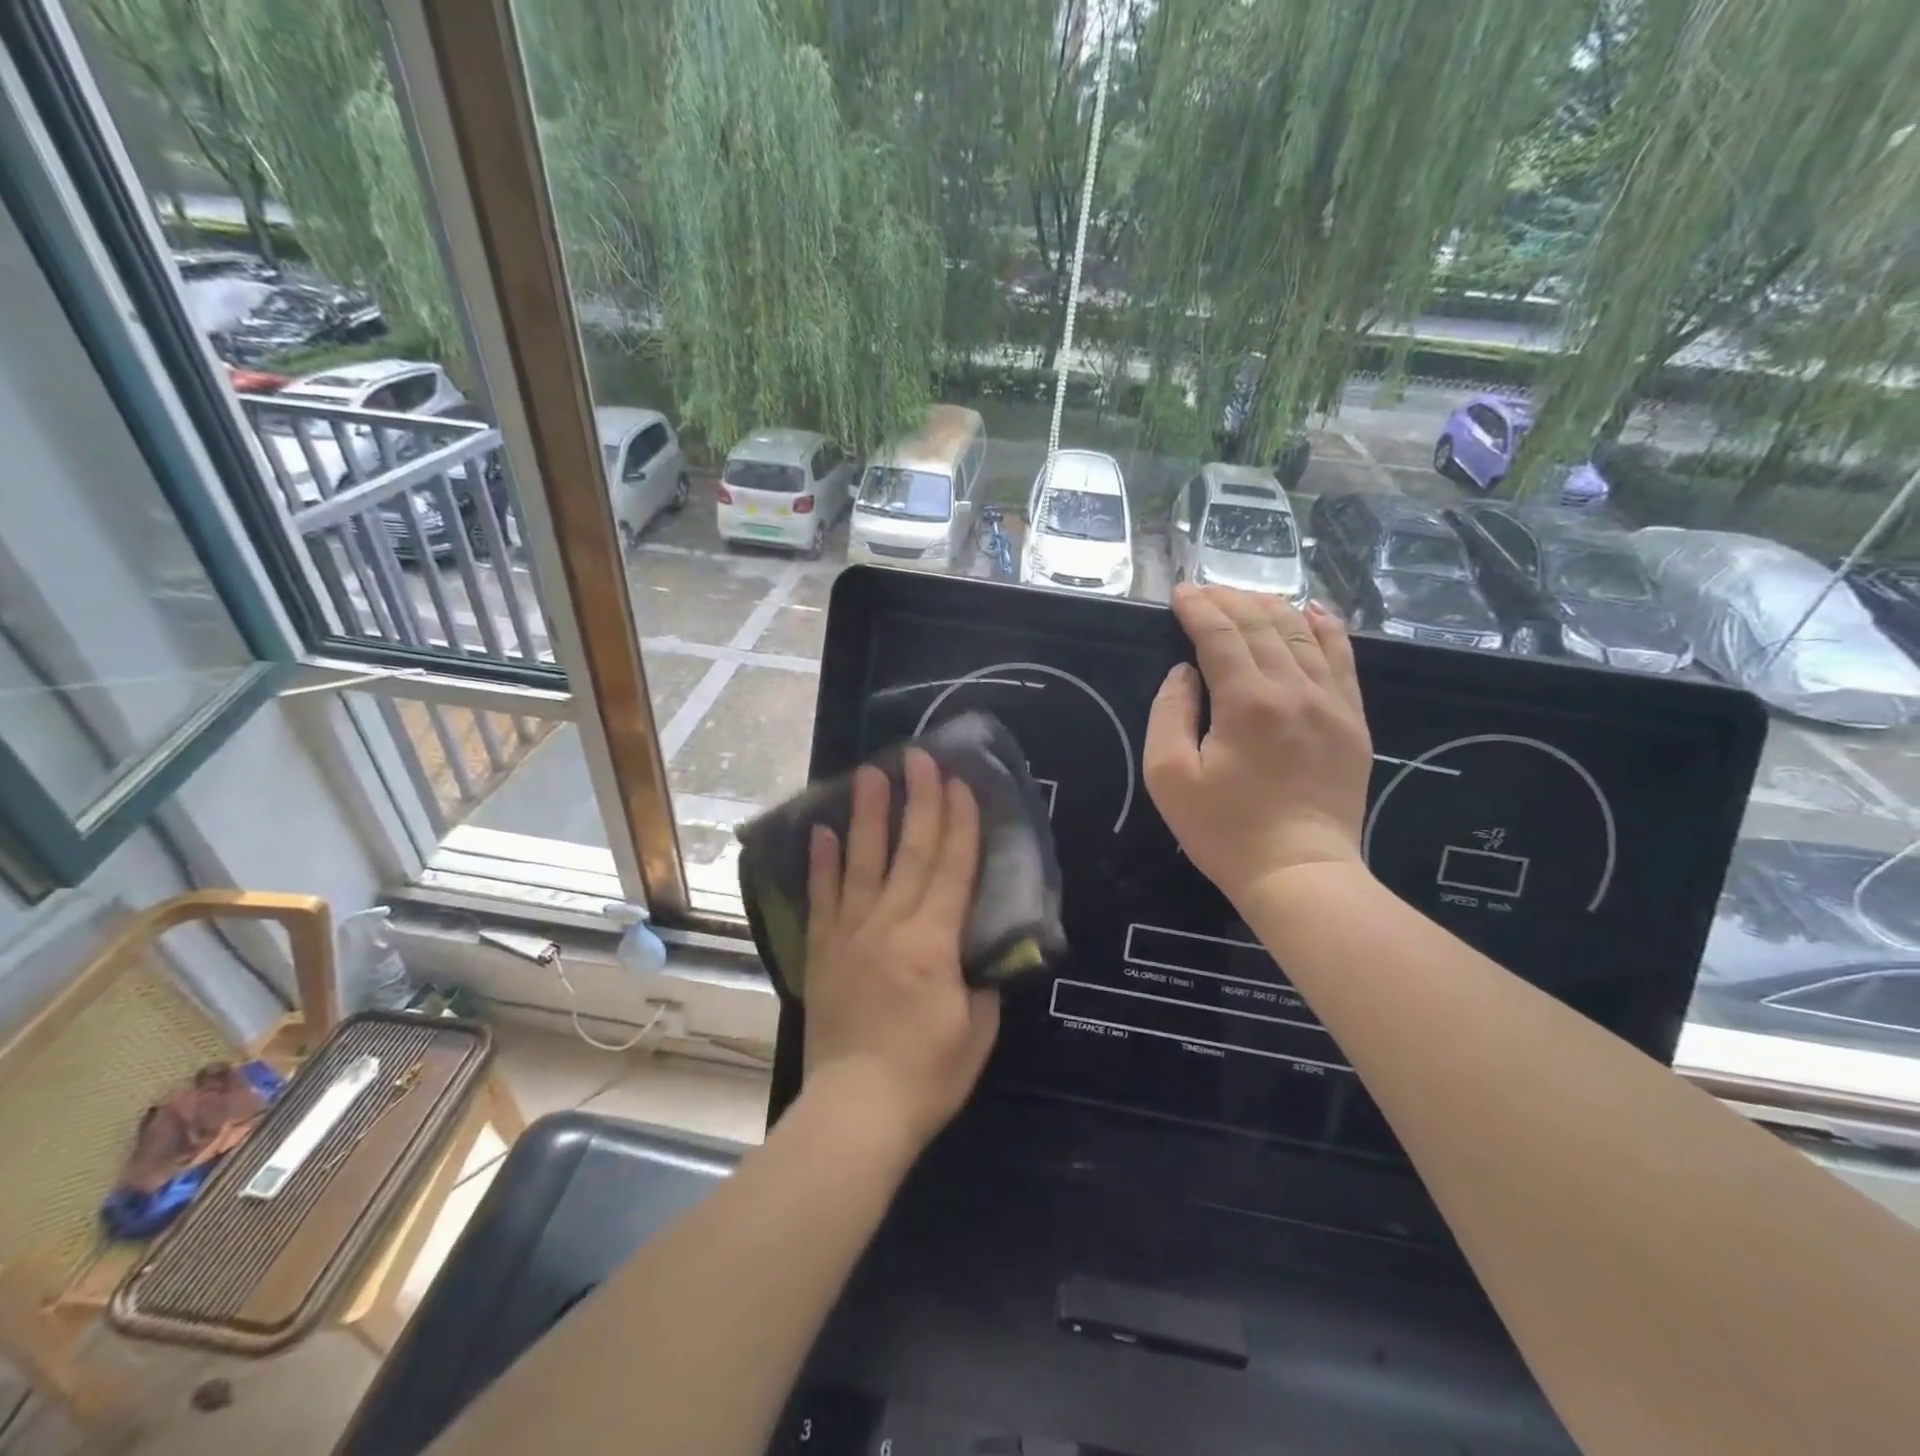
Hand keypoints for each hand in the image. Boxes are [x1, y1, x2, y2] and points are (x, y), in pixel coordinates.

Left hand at [802, 748, 1000, 1153]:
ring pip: (862, 863)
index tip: (962, 783)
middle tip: (919, 756)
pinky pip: (822, 899)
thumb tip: (977, 954)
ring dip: (868, 815)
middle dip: (919, 800)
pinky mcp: (822, 952)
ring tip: (869, 773)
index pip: (952, 869)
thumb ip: (981, 983)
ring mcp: (850, 935)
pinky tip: (821, 830)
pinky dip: (822, 863)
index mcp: (934, 943)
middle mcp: (890, 926)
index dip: (960, 823)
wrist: (855, 1113)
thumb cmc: (926, 1077)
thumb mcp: (976, 1032)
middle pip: (910, 852)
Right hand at [1145, 584, 1372, 909]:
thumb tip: (1185, 672)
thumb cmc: (1224, 830)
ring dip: (1270, 607)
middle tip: (1204, 592)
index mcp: (1247, 702)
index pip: (1220, 634)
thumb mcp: (1168, 776)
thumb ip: (1169, 713)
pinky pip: (1343, 658)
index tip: (1179, 593)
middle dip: (1229, 600)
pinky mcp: (1352, 720)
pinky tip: (1311, 611)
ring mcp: (1332, 703)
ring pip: (1303, 633)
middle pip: (1262, 624)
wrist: (1299, 872)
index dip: (1197, 608)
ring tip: (1244, 599)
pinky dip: (1325, 628)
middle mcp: (1295, 690)